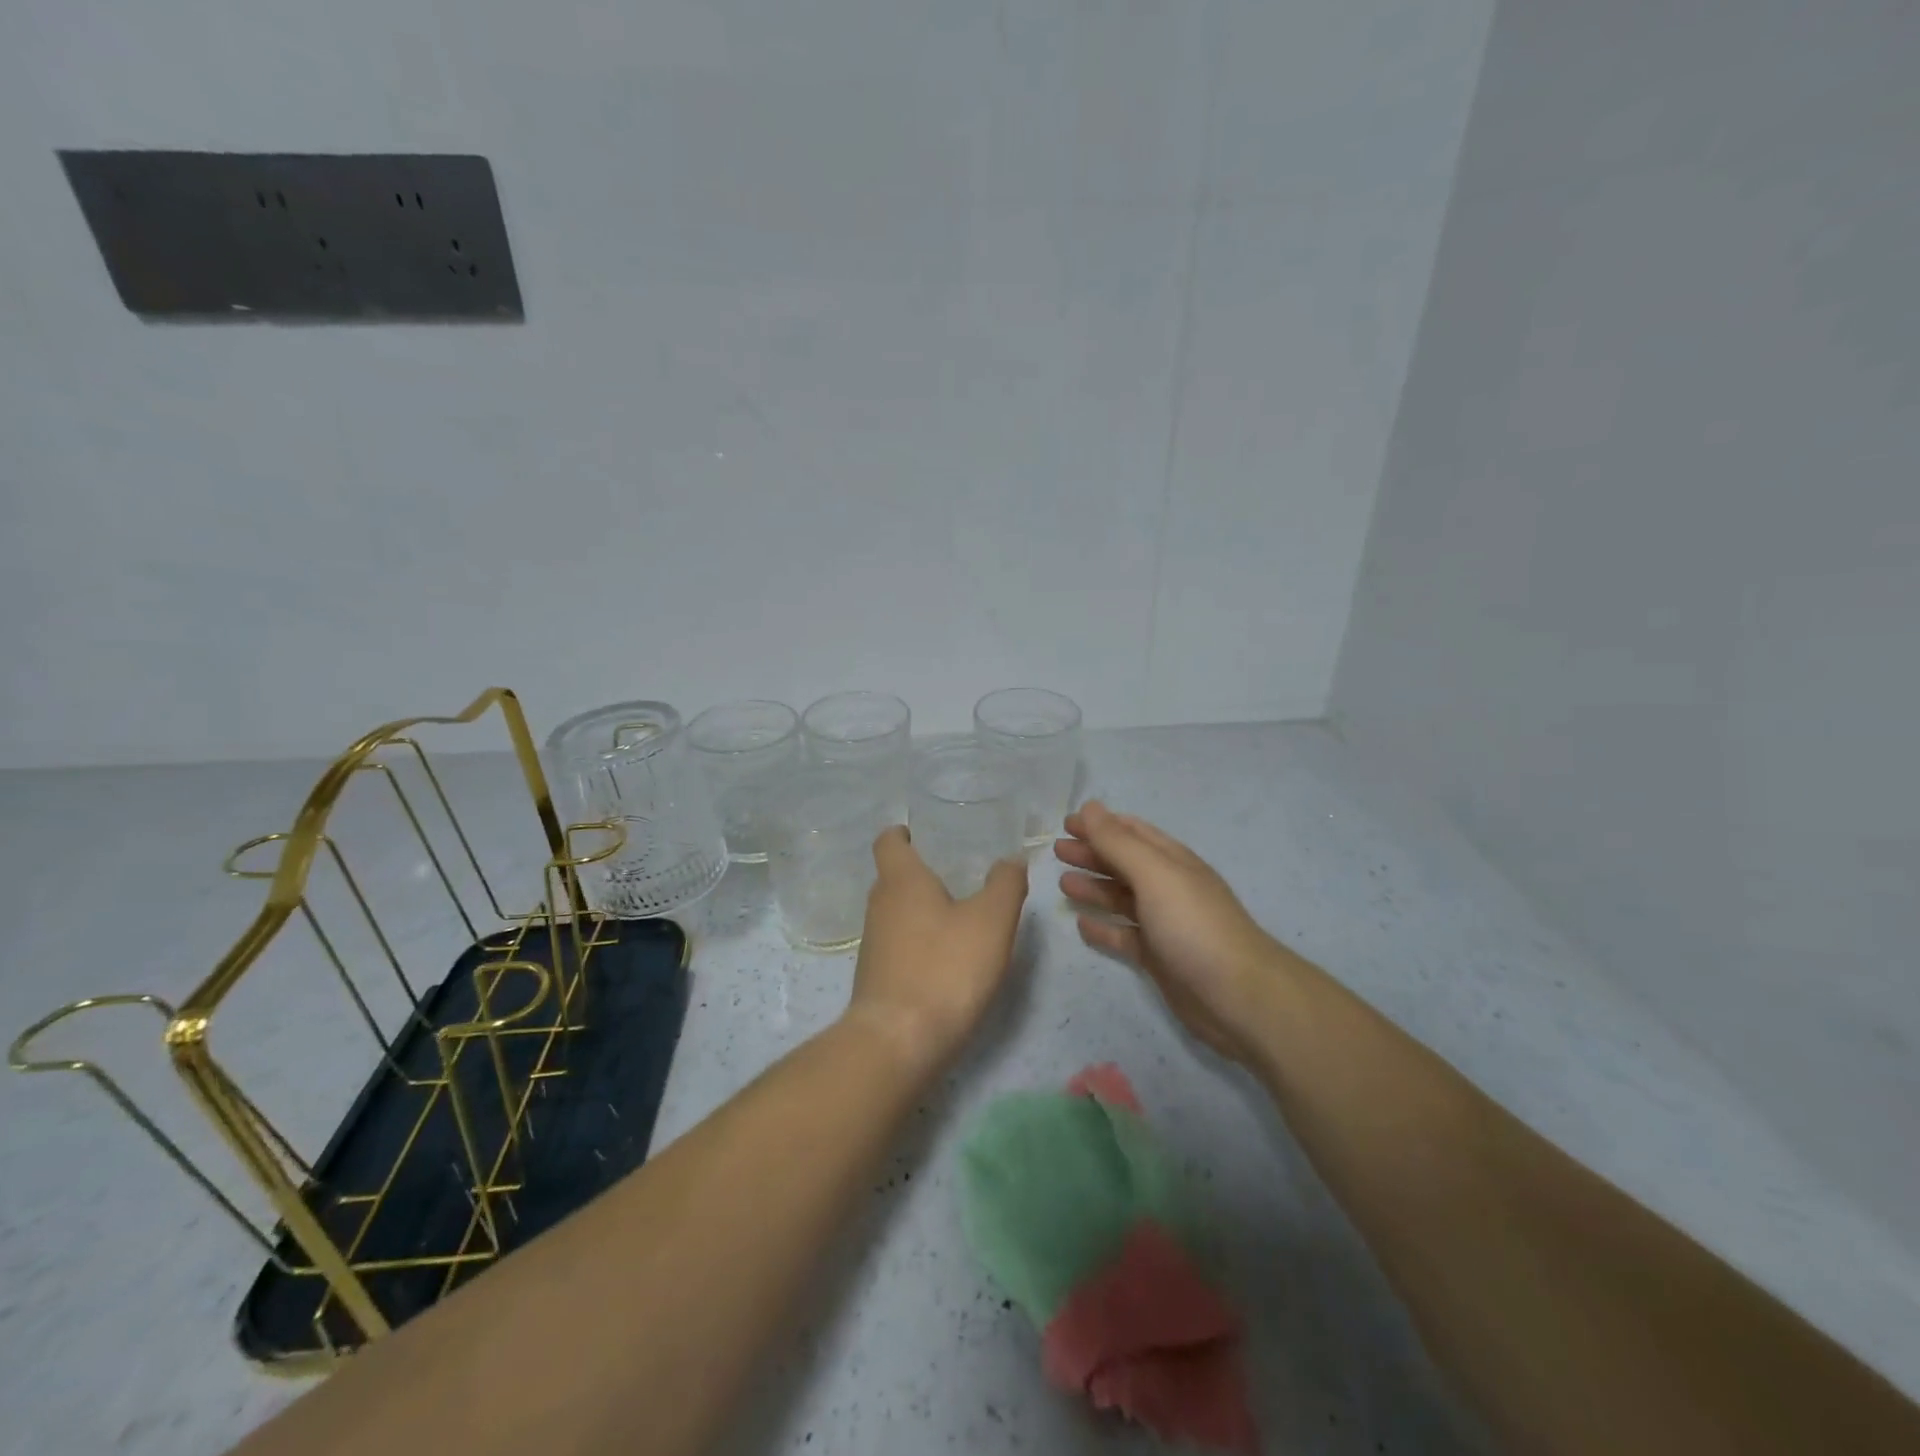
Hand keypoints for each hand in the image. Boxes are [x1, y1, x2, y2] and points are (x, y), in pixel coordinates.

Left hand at [846, 826, 1029, 1071]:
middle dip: (922, 873)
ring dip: (922, 910)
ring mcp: (873, 944)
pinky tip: (947, 959)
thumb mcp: (991, 920)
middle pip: (894, 877)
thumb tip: (1010, 861)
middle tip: (958, 876)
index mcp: (900, 880)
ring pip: (896, 913)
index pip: (888, 841)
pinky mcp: (876, 978)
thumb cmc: (945, 967)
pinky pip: (898, 945)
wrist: (899, 1042)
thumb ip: (1005, 884)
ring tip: (960, 917)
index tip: (922, 833)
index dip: (902, 833)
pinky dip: (919, 943)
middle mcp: (879, 905)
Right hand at [1056, 801, 1287, 1062]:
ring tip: (1062, 884)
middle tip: (1056, 851)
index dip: (1099, 824)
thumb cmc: (1193, 924)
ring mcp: (1164, 923)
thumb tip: (1090, 806)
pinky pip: (1124, 936)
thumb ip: (1118, 842)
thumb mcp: (1154, 874)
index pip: (1131, 832)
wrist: (1237, 995)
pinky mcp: (1158, 958)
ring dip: (1094, 888)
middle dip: (1092, 854)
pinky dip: (1103, 928)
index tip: (1066, 823)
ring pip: (1121, 899)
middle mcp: (1167, 887)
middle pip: (1123, 864)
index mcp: (1171, 861)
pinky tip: (1081, 925)